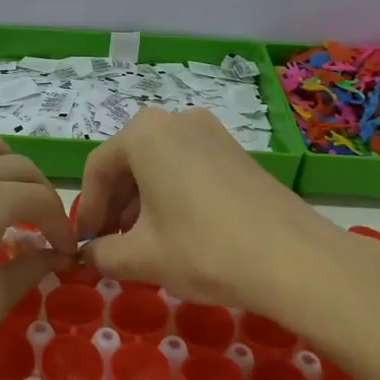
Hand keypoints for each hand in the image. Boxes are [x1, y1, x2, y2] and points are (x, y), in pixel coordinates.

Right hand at [74, 107, 337, 312]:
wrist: (293, 258)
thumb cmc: (203, 249)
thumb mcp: (142, 257)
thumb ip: (103, 254)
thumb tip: (90, 256)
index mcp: (144, 134)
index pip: (98, 170)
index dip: (89, 211)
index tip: (85, 246)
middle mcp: (175, 120)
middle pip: (129, 162)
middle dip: (116, 206)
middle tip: (112, 247)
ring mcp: (210, 131)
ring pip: (159, 164)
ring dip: (143, 202)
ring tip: (145, 245)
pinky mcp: (235, 150)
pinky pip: (188, 167)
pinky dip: (173, 194)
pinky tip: (180, 232)